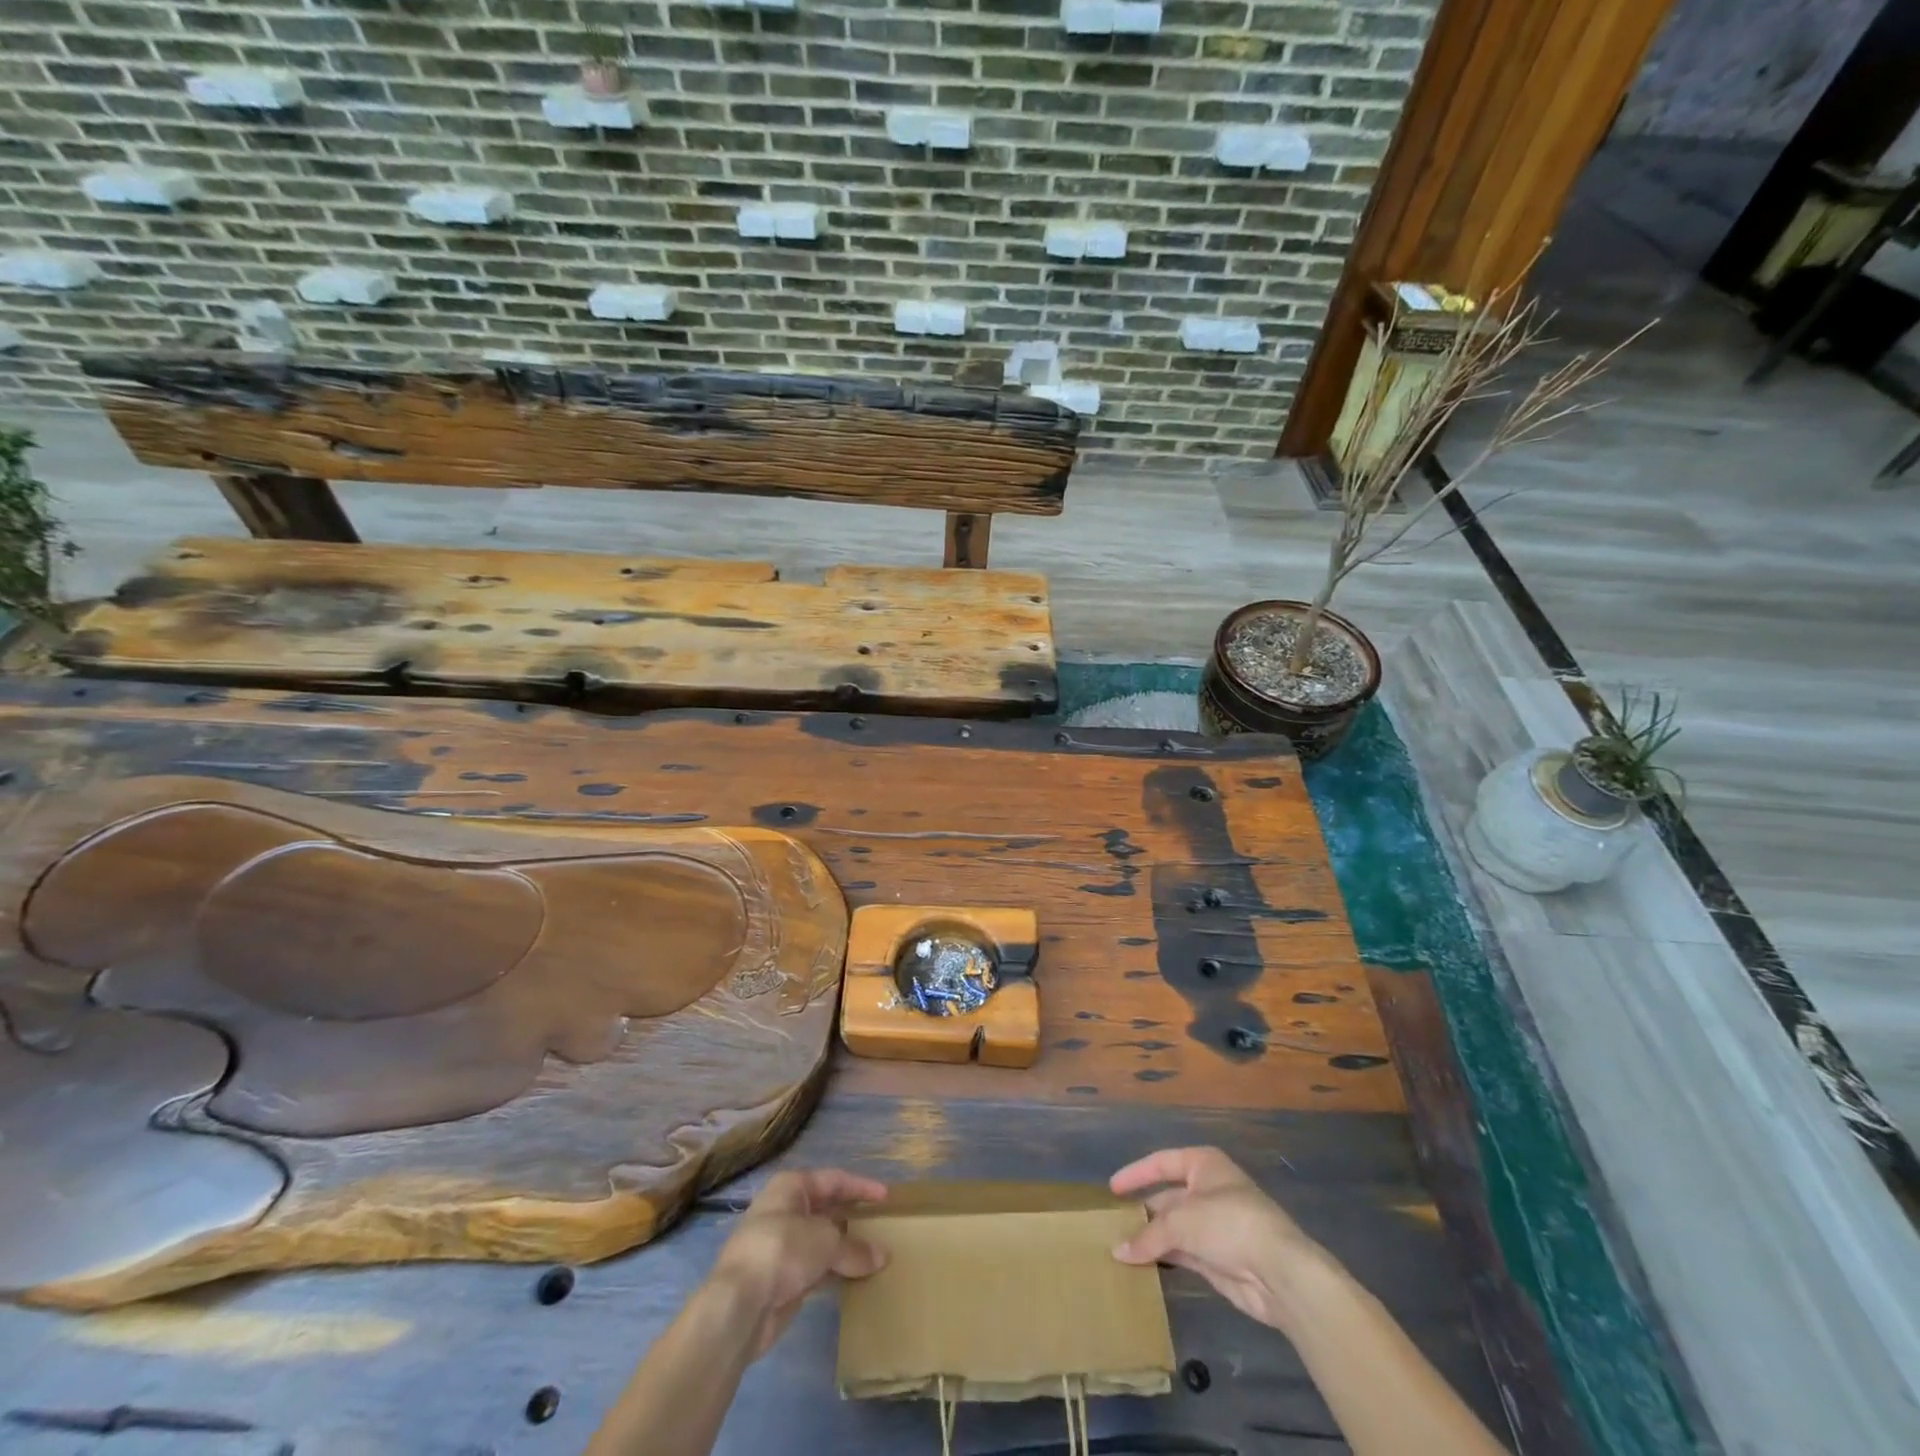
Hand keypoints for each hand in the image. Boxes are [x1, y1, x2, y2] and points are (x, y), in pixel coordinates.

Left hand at [707, 1169, 887, 1358]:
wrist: (739, 1305)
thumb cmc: (782, 1250)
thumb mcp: (826, 1242)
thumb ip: (855, 1248)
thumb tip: (882, 1256)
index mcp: (791, 1187)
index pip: (834, 1180)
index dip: (861, 1187)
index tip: (886, 1198)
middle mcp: (785, 1210)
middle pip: (826, 1210)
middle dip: (853, 1219)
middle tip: (881, 1227)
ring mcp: (781, 1246)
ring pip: (821, 1241)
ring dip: (845, 1249)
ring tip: (874, 1256)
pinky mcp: (781, 1279)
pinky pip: (815, 1269)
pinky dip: (834, 1272)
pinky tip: (854, 1280)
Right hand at [1110, 1146, 1329, 1332]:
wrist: (1280, 1272)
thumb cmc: (1229, 1223)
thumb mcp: (1182, 1222)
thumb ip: (1148, 1236)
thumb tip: (1117, 1251)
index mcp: (1203, 1165)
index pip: (1161, 1163)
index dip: (1136, 1173)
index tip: (1112, 1189)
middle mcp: (1208, 1191)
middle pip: (1167, 1198)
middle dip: (1143, 1212)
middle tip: (1112, 1225)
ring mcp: (1214, 1226)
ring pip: (1174, 1228)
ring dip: (1151, 1238)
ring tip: (1120, 1249)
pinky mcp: (1218, 1259)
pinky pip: (1183, 1254)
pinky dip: (1165, 1257)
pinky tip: (1143, 1266)